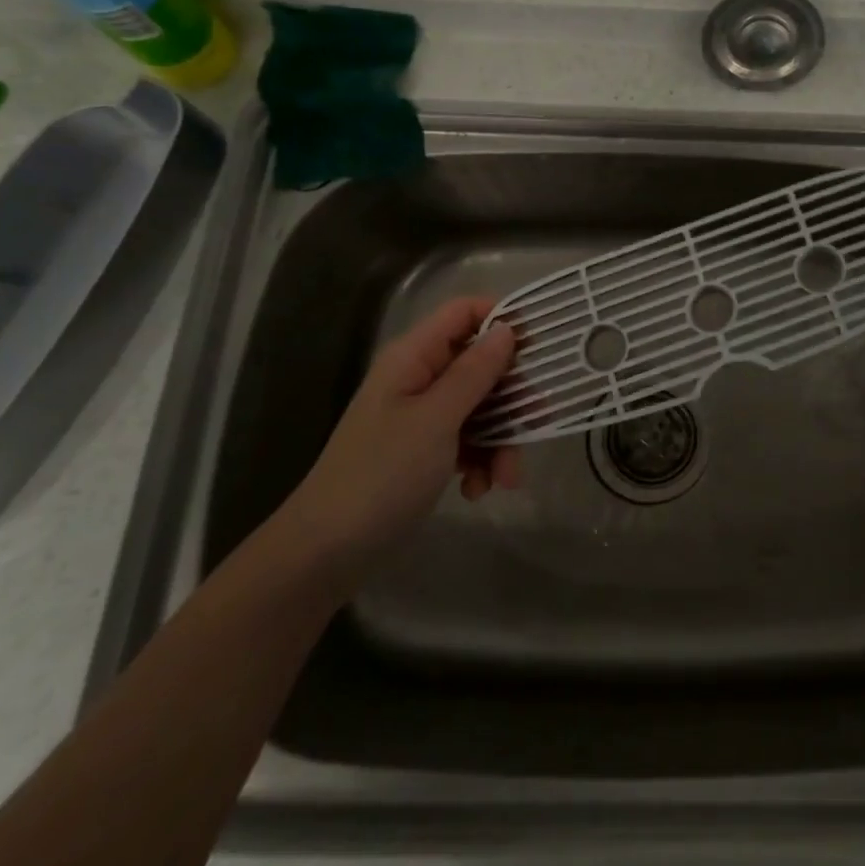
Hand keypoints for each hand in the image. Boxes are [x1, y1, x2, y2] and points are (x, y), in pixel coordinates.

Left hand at [275, 297, 521, 577]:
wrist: (325, 553)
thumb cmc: (381, 475)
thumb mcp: (436, 420)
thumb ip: (475, 372)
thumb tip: (507, 328)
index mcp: (414, 357)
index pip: (464, 312)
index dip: (502, 319)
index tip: (539, 346)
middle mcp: (419, 377)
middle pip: (480, 363)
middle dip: (511, 395)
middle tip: (536, 420)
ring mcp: (422, 415)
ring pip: (481, 406)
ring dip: (501, 439)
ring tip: (505, 478)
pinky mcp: (425, 450)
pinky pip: (468, 440)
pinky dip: (480, 461)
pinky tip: (477, 490)